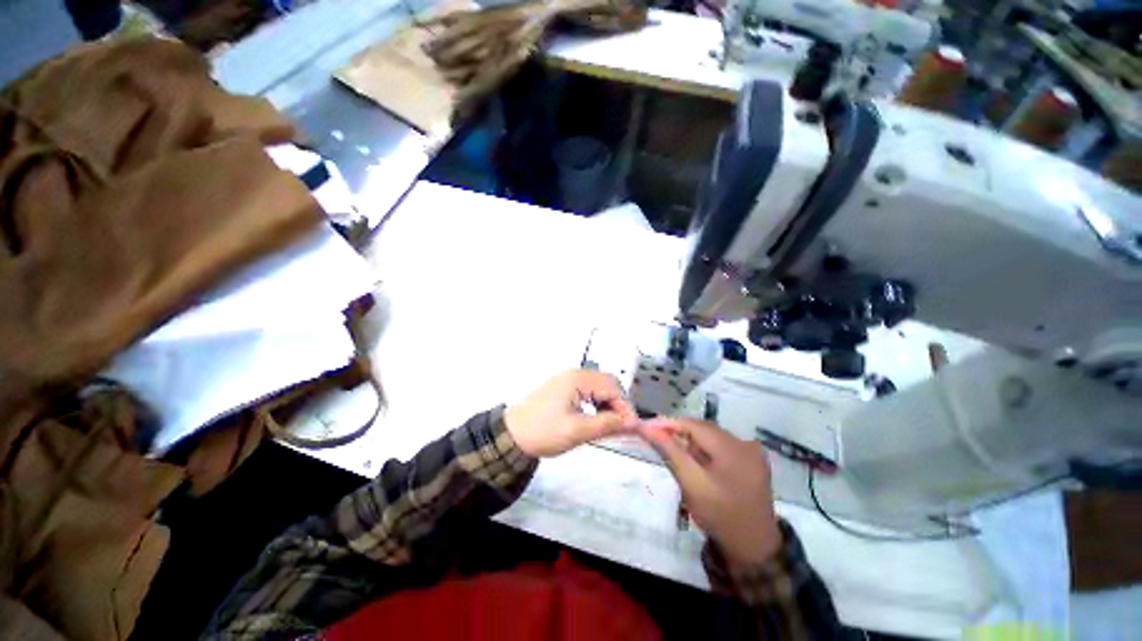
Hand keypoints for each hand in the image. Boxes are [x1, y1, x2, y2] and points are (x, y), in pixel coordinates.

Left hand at [505, 369, 637, 457]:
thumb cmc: (543, 432)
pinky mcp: (563, 389)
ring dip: (607, 404)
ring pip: (598, 388)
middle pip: (607, 384)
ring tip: (608, 426)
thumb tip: (633, 422)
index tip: (631, 428)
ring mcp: (568, 380)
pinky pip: (587, 392)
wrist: (511, 436)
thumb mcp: (578, 431)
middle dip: (617, 404)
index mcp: (578, 379)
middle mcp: (575, 374)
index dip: (625, 407)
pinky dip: (596, 404)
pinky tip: (594, 419)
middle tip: (620, 427)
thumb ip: (608, 424)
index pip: (613, 387)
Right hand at [638, 417, 781, 565]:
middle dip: (678, 432)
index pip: (693, 424)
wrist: (753, 549)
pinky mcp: (752, 461)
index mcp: (732, 447)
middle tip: (654, 437)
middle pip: (703, 429)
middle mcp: (744, 443)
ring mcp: (751, 452)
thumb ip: (669, 451)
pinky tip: (694, 459)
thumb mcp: (691, 483)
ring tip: (671, 448)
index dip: (668, 423)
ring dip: (690, 441)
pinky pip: (721, 446)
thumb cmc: (719, 516)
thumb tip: (646, 428)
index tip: (645, 427)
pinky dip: (704, 449)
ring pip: (711, 437)